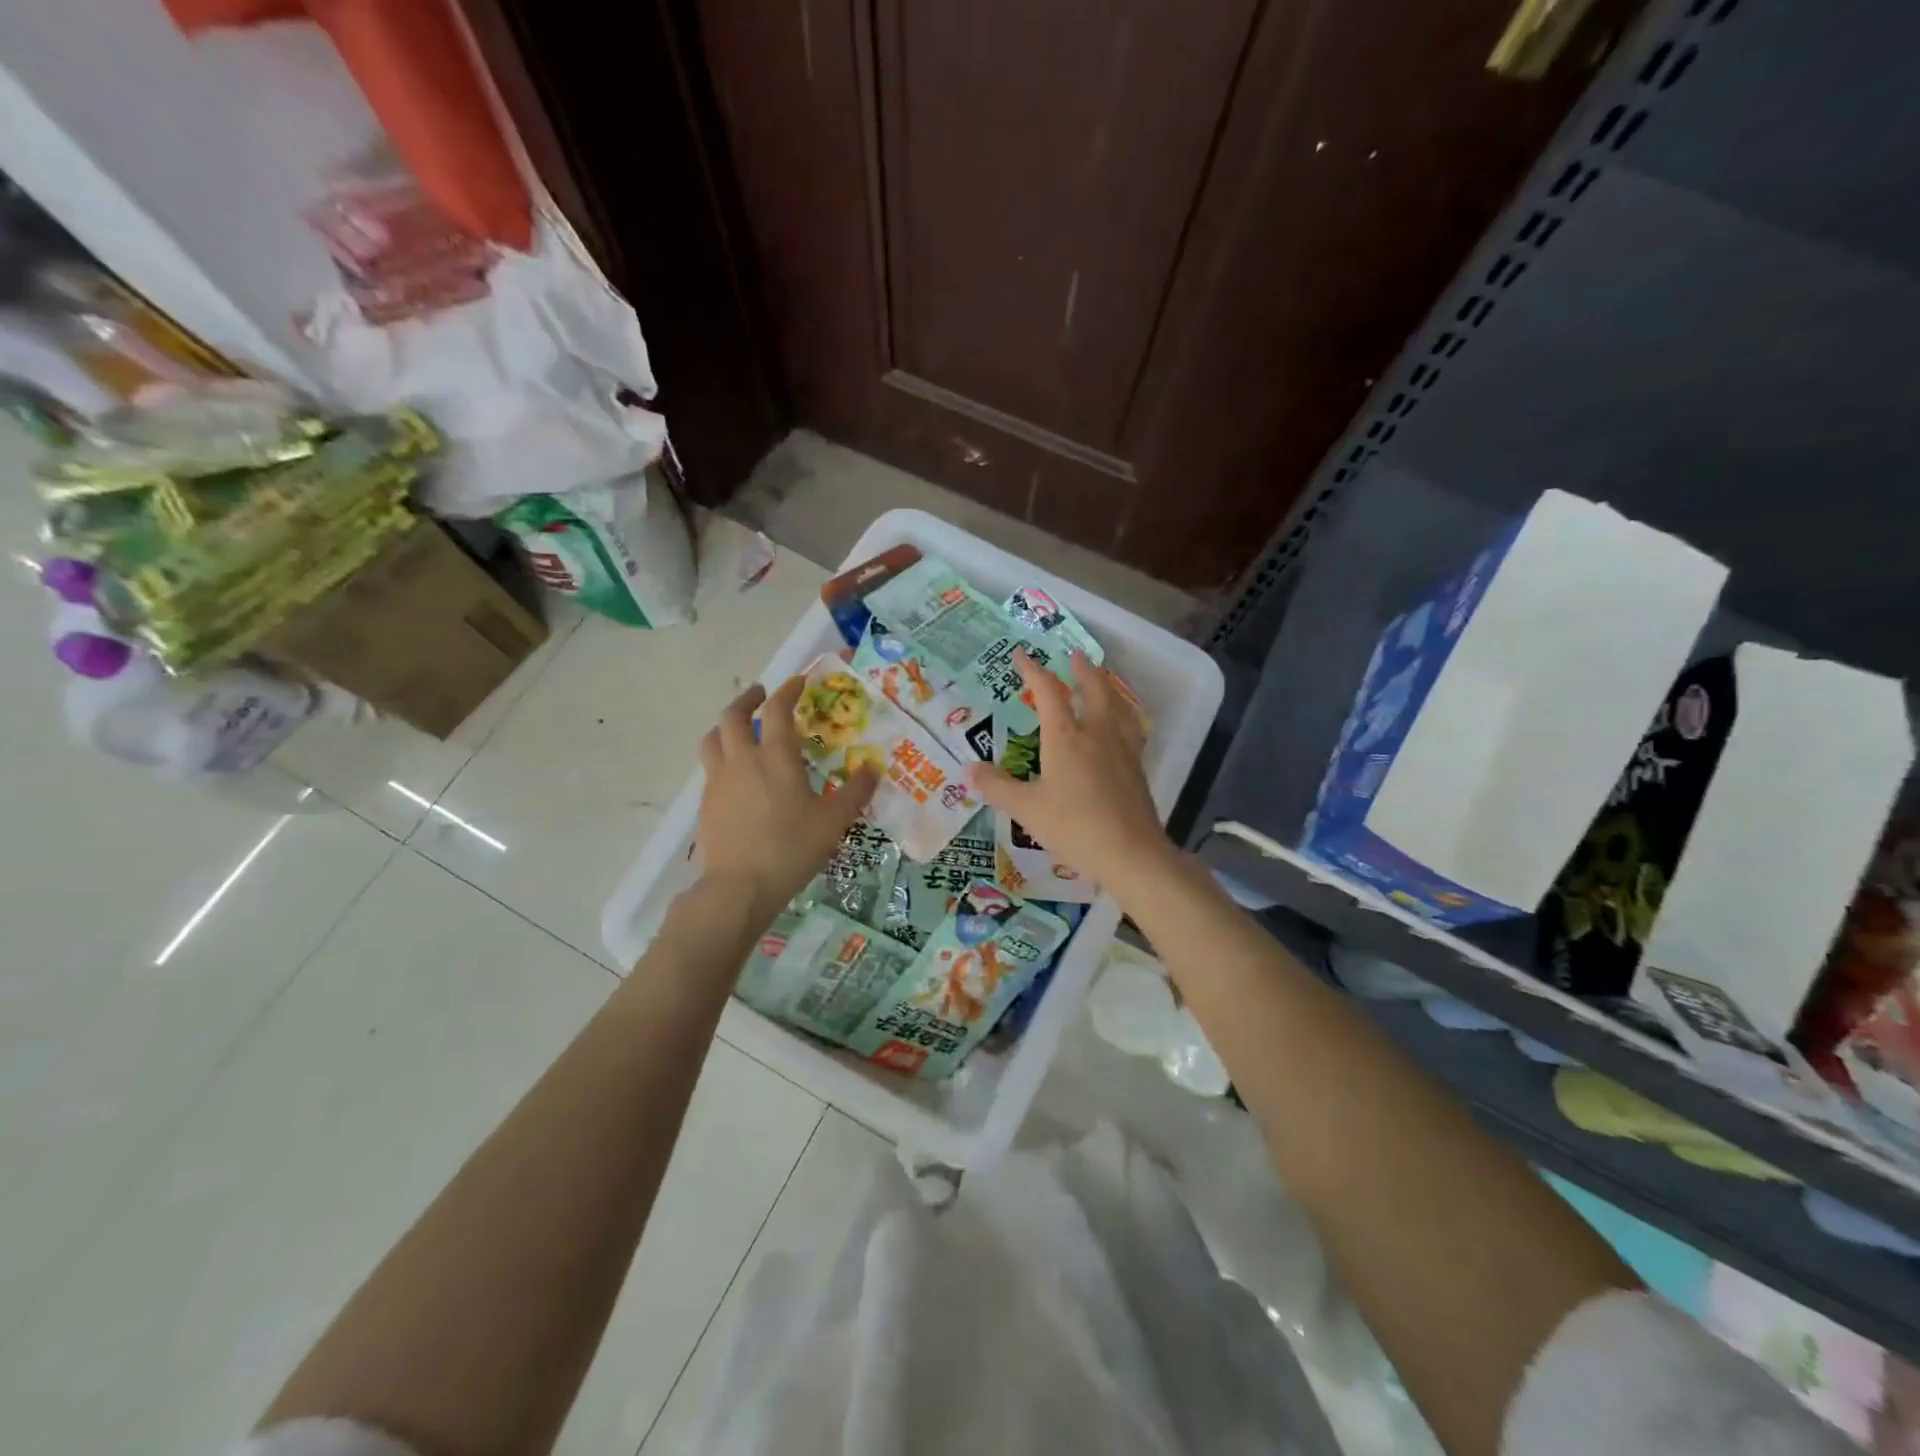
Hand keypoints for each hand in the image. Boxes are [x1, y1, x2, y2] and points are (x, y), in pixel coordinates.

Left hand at [697, 677, 877, 918]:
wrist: (739, 887)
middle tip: (761, 695)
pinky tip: (736, 775)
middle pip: (733, 716)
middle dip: (747, 700)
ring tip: (740, 729)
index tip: (797, 682)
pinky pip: (710, 767)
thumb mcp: (833, 822)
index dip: (788, 692)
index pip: (778, 711)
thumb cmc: (791, 849)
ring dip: (727, 725)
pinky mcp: (706, 803)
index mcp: (776, 758)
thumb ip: (856, 792)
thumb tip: (874, 767)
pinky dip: (722, 757)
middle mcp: (742, 760)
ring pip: (713, 739)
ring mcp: (718, 781)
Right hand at [969, 650, 1175, 896]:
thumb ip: (998, 788)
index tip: (1021, 655)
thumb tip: (971, 770)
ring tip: (1102, 683)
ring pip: (1118, 706)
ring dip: (1108, 688)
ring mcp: (1122, 750)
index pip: (1048, 692)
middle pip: (1094, 689)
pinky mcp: (1137, 768)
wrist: (1131, 853)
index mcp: (1066, 737)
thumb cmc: (1073, 827)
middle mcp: (1097, 734)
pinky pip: (1131, 729)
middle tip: (1075, 657)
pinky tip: (1122, 727)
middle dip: (1083, 670)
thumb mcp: (1027, 810)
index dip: (1033, 670)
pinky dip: (1123, 716)